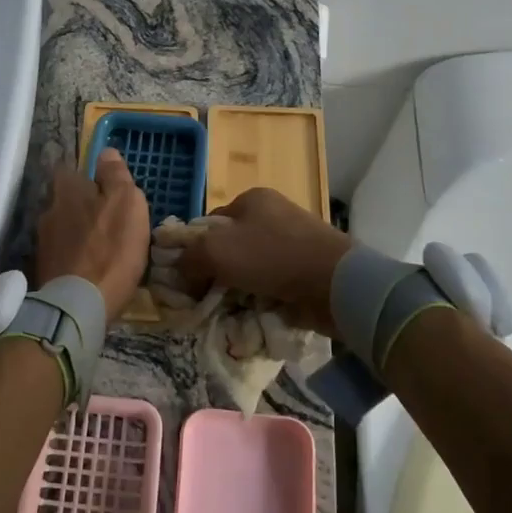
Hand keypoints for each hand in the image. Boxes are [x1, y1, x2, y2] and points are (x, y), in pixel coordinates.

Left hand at [35, 149, 151, 322]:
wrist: (79, 304)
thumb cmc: (111, 248)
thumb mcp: (126, 203)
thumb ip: (115, 175)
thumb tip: (105, 152)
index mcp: (66, 190)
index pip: (69, 170)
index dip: (87, 177)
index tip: (104, 188)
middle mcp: (47, 211)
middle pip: (65, 200)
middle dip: (82, 207)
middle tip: (107, 221)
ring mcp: (42, 243)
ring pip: (63, 228)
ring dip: (78, 233)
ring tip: (101, 248)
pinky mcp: (43, 270)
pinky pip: (62, 254)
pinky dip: (74, 257)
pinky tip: (89, 268)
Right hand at [177, 188, 352, 334]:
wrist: (335, 283)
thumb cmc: (271, 257)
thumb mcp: (216, 251)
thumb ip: (189, 258)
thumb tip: (177, 269)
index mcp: (252, 199)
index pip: (210, 223)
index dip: (194, 249)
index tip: (187, 278)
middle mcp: (273, 215)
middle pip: (230, 247)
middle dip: (217, 273)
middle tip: (205, 299)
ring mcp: (293, 242)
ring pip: (250, 269)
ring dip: (238, 290)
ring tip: (228, 311)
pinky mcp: (307, 269)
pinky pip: (273, 284)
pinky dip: (262, 298)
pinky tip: (254, 313)